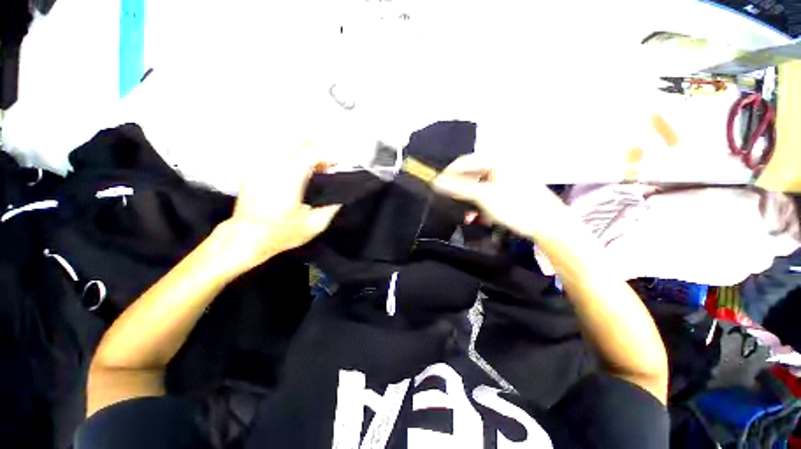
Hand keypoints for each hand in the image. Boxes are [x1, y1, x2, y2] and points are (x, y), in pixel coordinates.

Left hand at [217, 147, 340, 270]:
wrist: (246, 238)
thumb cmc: (281, 234)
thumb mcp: (314, 225)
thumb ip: (331, 208)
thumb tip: (341, 196)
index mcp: (289, 182)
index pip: (309, 153)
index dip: (326, 155)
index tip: (335, 164)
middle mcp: (272, 169)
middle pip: (294, 141)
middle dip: (314, 147)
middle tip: (324, 162)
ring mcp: (259, 167)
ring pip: (282, 144)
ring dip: (301, 150)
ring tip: (311, 166)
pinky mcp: (251, 171)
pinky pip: (272, 153)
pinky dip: (288, 156)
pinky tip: (294, 170)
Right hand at [433, 154, 569, 239]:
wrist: (548, 224)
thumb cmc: (517, 206)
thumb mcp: (484, 196)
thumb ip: (459, 188)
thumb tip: (437, 182)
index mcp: (497, 159)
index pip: (464, 162)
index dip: (448, 175)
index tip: (436, 187)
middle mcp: (501, 165)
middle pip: (471, 176)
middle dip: (461, 193)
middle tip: (453, 205)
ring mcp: (506, 179)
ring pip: (479, 188)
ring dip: (471, 202)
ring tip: (469, 217)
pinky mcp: (509, 191)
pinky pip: (488, 195)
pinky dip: (481, 206)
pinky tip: (481, 217)